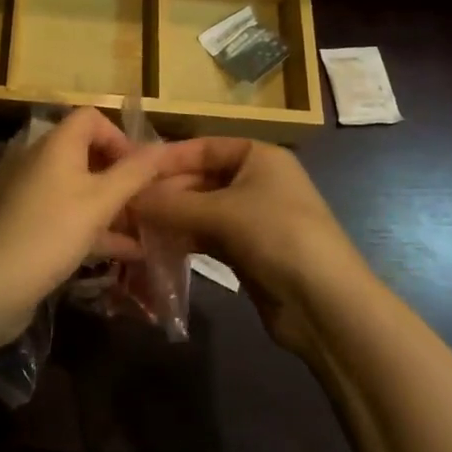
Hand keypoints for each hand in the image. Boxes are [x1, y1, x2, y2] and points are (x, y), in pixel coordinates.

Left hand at [0, 107, 187, 340]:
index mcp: (58, 144)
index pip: (92, 118)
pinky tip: (129, 253)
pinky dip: (99, 228)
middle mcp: (45, 162)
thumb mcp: (101, 201)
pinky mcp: (34, 225)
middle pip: (90, 153)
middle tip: (150, 199)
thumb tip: (164, 148)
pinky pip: (73, 216)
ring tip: (149, 226)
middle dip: (123, 175)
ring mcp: (37, 195)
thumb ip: (135, 173)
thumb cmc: (52, 231)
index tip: (140, 169)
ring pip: (84, 189)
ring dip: (115, 204)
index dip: (120, 137)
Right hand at [133, 139, 363, 355]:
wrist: (326, 304)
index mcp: (258, 156)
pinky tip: (157, 247)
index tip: (131, 170)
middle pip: (200, 179)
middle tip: (126, 205)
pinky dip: (185, 239)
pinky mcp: (248, 251)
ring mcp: (253, 217)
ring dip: (171, 218)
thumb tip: (128, 198)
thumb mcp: (223, 212)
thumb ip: (173, 204)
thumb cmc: (277, 235)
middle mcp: (256, 180)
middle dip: (166, 192)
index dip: (168, 158)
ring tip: (133, 226)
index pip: (203, 147)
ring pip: (202, 210)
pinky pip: (208, 236)